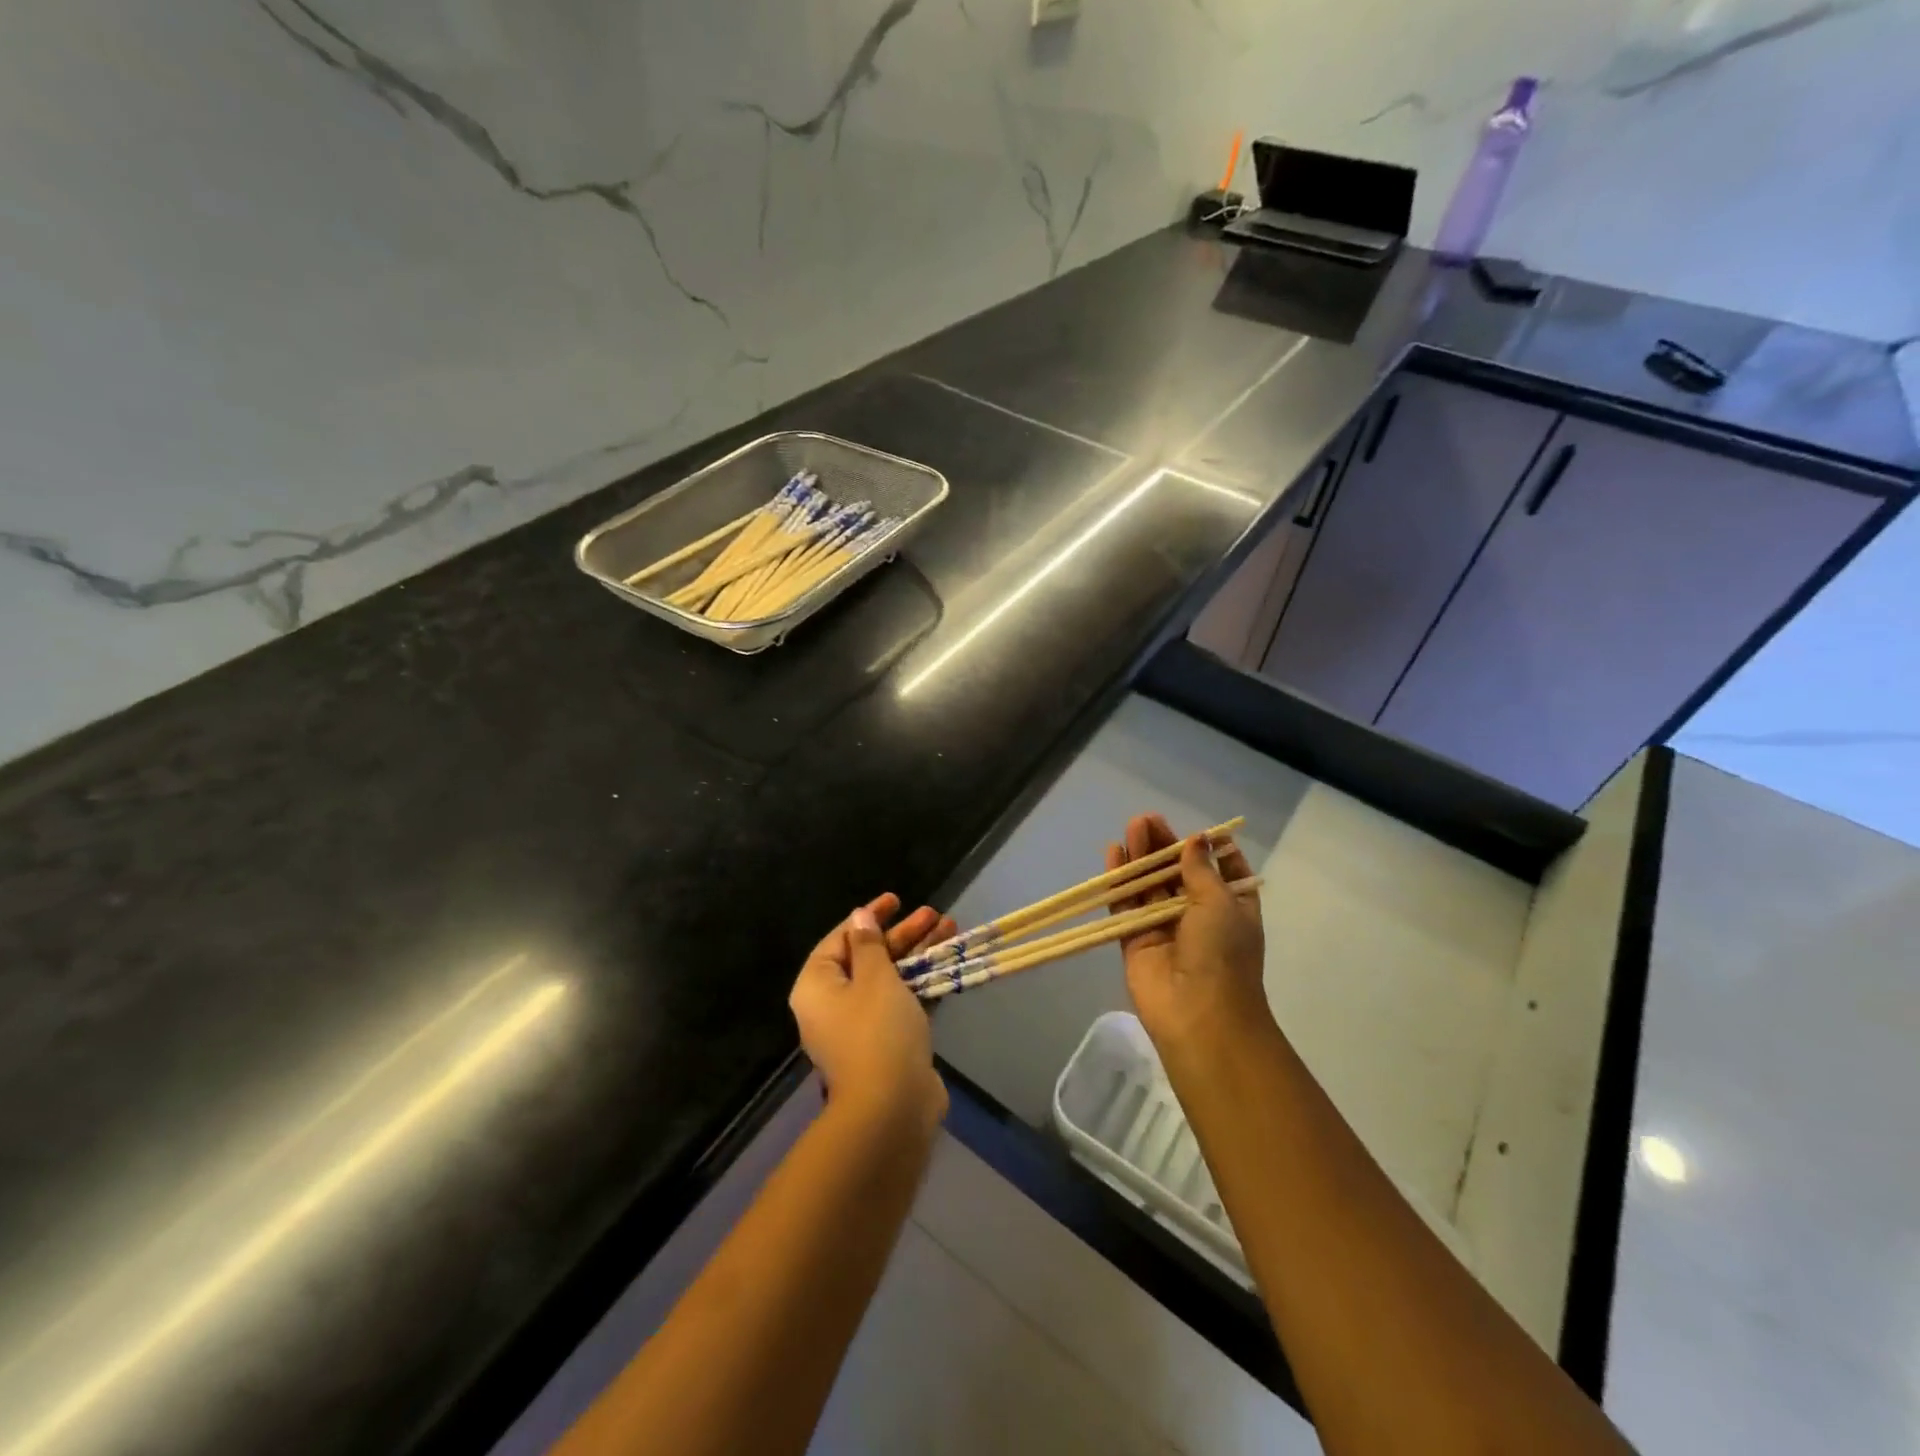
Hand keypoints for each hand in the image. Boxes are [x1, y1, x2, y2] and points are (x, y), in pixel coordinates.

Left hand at [790, 894, 955, 1133]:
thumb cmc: (877, 1031)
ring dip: (918, 954)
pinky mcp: (886, 1044)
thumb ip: (870, 944)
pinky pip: (901, 1002)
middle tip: (933, 914)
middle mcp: (832, 1004)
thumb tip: (859, 917)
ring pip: (889, 979)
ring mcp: (860, 1027)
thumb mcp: (875, 977)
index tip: (896, 900)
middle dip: (902, 934)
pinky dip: (921, 982)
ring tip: (950, 930)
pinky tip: (947, 965)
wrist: (892, 1109)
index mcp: (817, 986)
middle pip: (868, 957)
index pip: (841, 939)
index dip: (868, 916)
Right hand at [1107, 814, 1273, 1055]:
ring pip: (1150, 885)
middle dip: (1164, 846)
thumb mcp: (1221, 902)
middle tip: (1146, 819)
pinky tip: (1113, 853)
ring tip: (1131, 827)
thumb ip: (1200, 869)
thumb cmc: (1222, 953)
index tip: (1196, 832)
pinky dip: (1120, 881)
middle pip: (1178, 873)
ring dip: (1141, 857)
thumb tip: (1196, 840)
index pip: (1222, 872)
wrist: (1199, 1015)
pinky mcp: (1135, 940)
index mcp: (1231, 908)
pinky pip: (1126, 905)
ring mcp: (1165, 928)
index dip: (1209, 850)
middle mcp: (1198, 916)